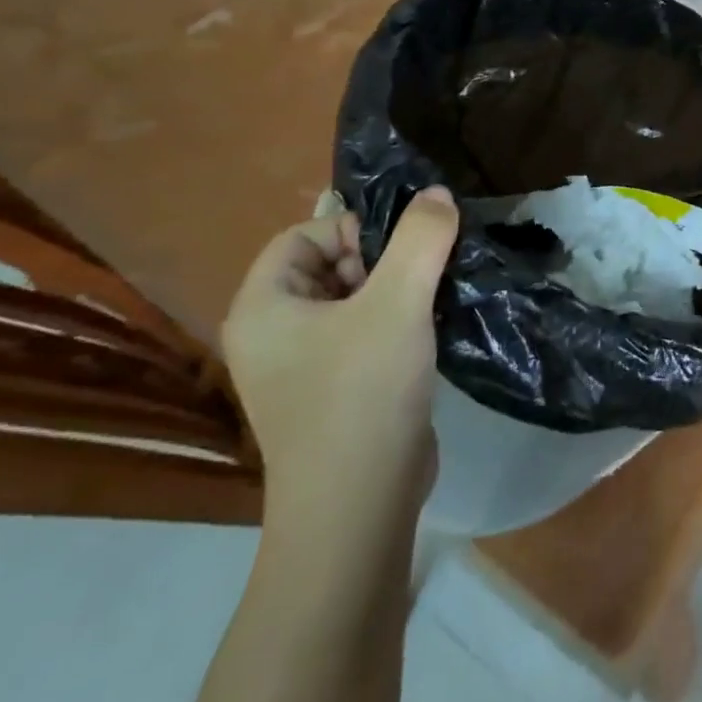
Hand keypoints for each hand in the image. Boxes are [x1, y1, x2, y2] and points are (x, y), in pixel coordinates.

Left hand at [224, 188, 459, 530]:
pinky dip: (399, 322)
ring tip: (435, 297)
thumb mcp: (398, 302)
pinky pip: (365, 333)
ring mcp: (304, 367)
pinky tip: (432, 330)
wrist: (360, 506)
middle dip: (383, 259)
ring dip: (398, 289)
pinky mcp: (337, 390)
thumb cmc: (362, 393)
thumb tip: (437, 194)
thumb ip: (421, 238)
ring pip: (354, 299)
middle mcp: (274, 334)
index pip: (304, 235)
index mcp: (263, 308)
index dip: (354, 229)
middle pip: (330, 264)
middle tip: (423, 275)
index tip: (402, 250)